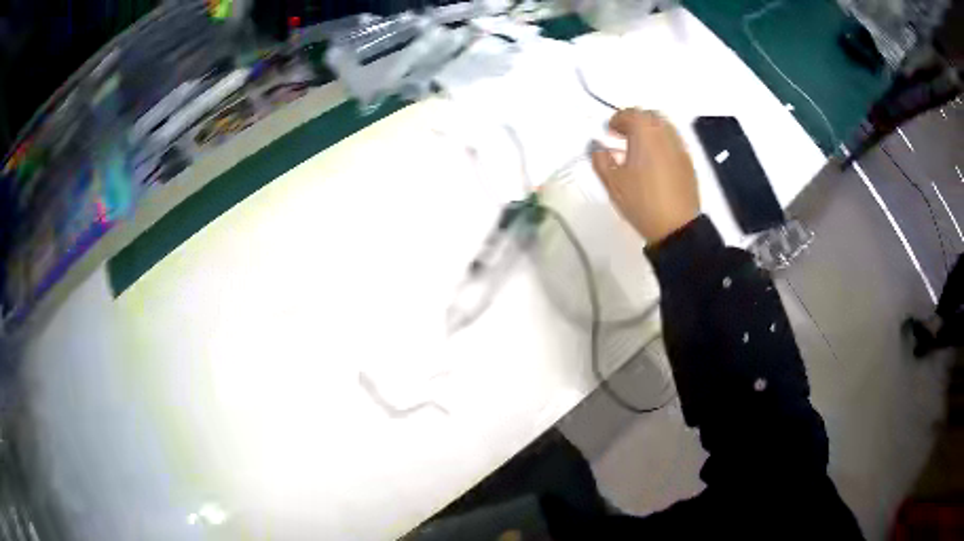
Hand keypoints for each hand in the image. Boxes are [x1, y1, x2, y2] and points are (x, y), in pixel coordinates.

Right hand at [591, 109, 699, 244]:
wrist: (677, 227)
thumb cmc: (641, 202)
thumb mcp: (612, 183)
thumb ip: (600, 160)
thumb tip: (597, 148)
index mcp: (645, 133)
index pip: (630, 114)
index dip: (617, 119)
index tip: (608, 131)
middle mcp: (665, 134)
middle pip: (649, 116)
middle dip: (634, 121)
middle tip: (622, 136)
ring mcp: (680, 148)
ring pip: (664, 127)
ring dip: (649, 131)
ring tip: (638, 149)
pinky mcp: (688, 162)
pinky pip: (673, 142)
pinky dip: (661, 143)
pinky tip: (653, 162)